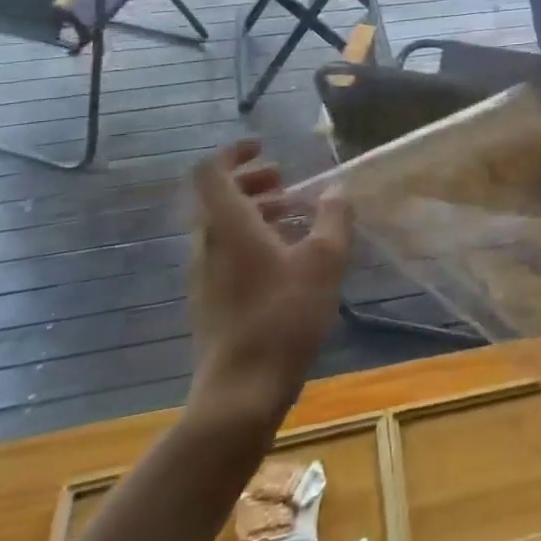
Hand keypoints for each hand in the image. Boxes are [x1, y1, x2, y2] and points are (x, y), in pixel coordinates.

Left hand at [182, 142, 350, 422]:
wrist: (240, 392)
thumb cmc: (283, 316)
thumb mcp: (324, 260)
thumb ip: (333, 218)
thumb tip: (336, 191)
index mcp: (228, 224)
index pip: (210, 171)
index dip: (234, 153)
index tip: (264, 148)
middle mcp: (207, 244)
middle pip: (218, 197)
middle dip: (252, 182)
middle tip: (287, 182)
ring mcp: (204, 276)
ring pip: (222, 226)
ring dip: (255, 211)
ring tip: (294, 217)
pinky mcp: (210, 302)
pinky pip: (226, 253)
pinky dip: (251, 240)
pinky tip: (286, 259)